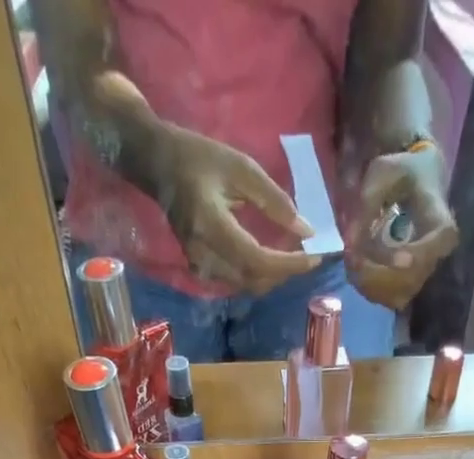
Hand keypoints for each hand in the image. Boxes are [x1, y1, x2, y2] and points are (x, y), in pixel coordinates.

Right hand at [155, 128, 324, 292]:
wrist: (158, 166)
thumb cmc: (199, 158)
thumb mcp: (241, 168)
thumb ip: (274, 200)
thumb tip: (305, 229)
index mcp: (211, 226)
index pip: (256, 259)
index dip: (287, 264)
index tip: (314, 257)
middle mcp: (204, 255)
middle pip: (254, 279)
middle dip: (285, 272)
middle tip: (310, 256)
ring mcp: (200, 267)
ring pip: (247, 285)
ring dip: (273, 276)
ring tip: (295, 257)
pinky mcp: (201, 270)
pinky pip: (237, 281)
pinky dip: (259, 274)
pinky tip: (272, 259)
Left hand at [346, 146, 458, 309]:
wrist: (417, 182)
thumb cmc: (402, 174)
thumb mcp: (381, 175)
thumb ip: (365, 207)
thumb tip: (350, 244)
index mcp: (440, 221)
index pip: (435, 245)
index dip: (412, 256)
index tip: (388, 258)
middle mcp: (438, 254)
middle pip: (410, 278)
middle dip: (376, 273)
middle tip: (350, 258)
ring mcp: (425, 273)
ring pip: (398, 295)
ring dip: (369, 284)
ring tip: (352, 261)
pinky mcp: (411, 285)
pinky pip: (390, 299)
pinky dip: (370, 290)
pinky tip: (358, 272)